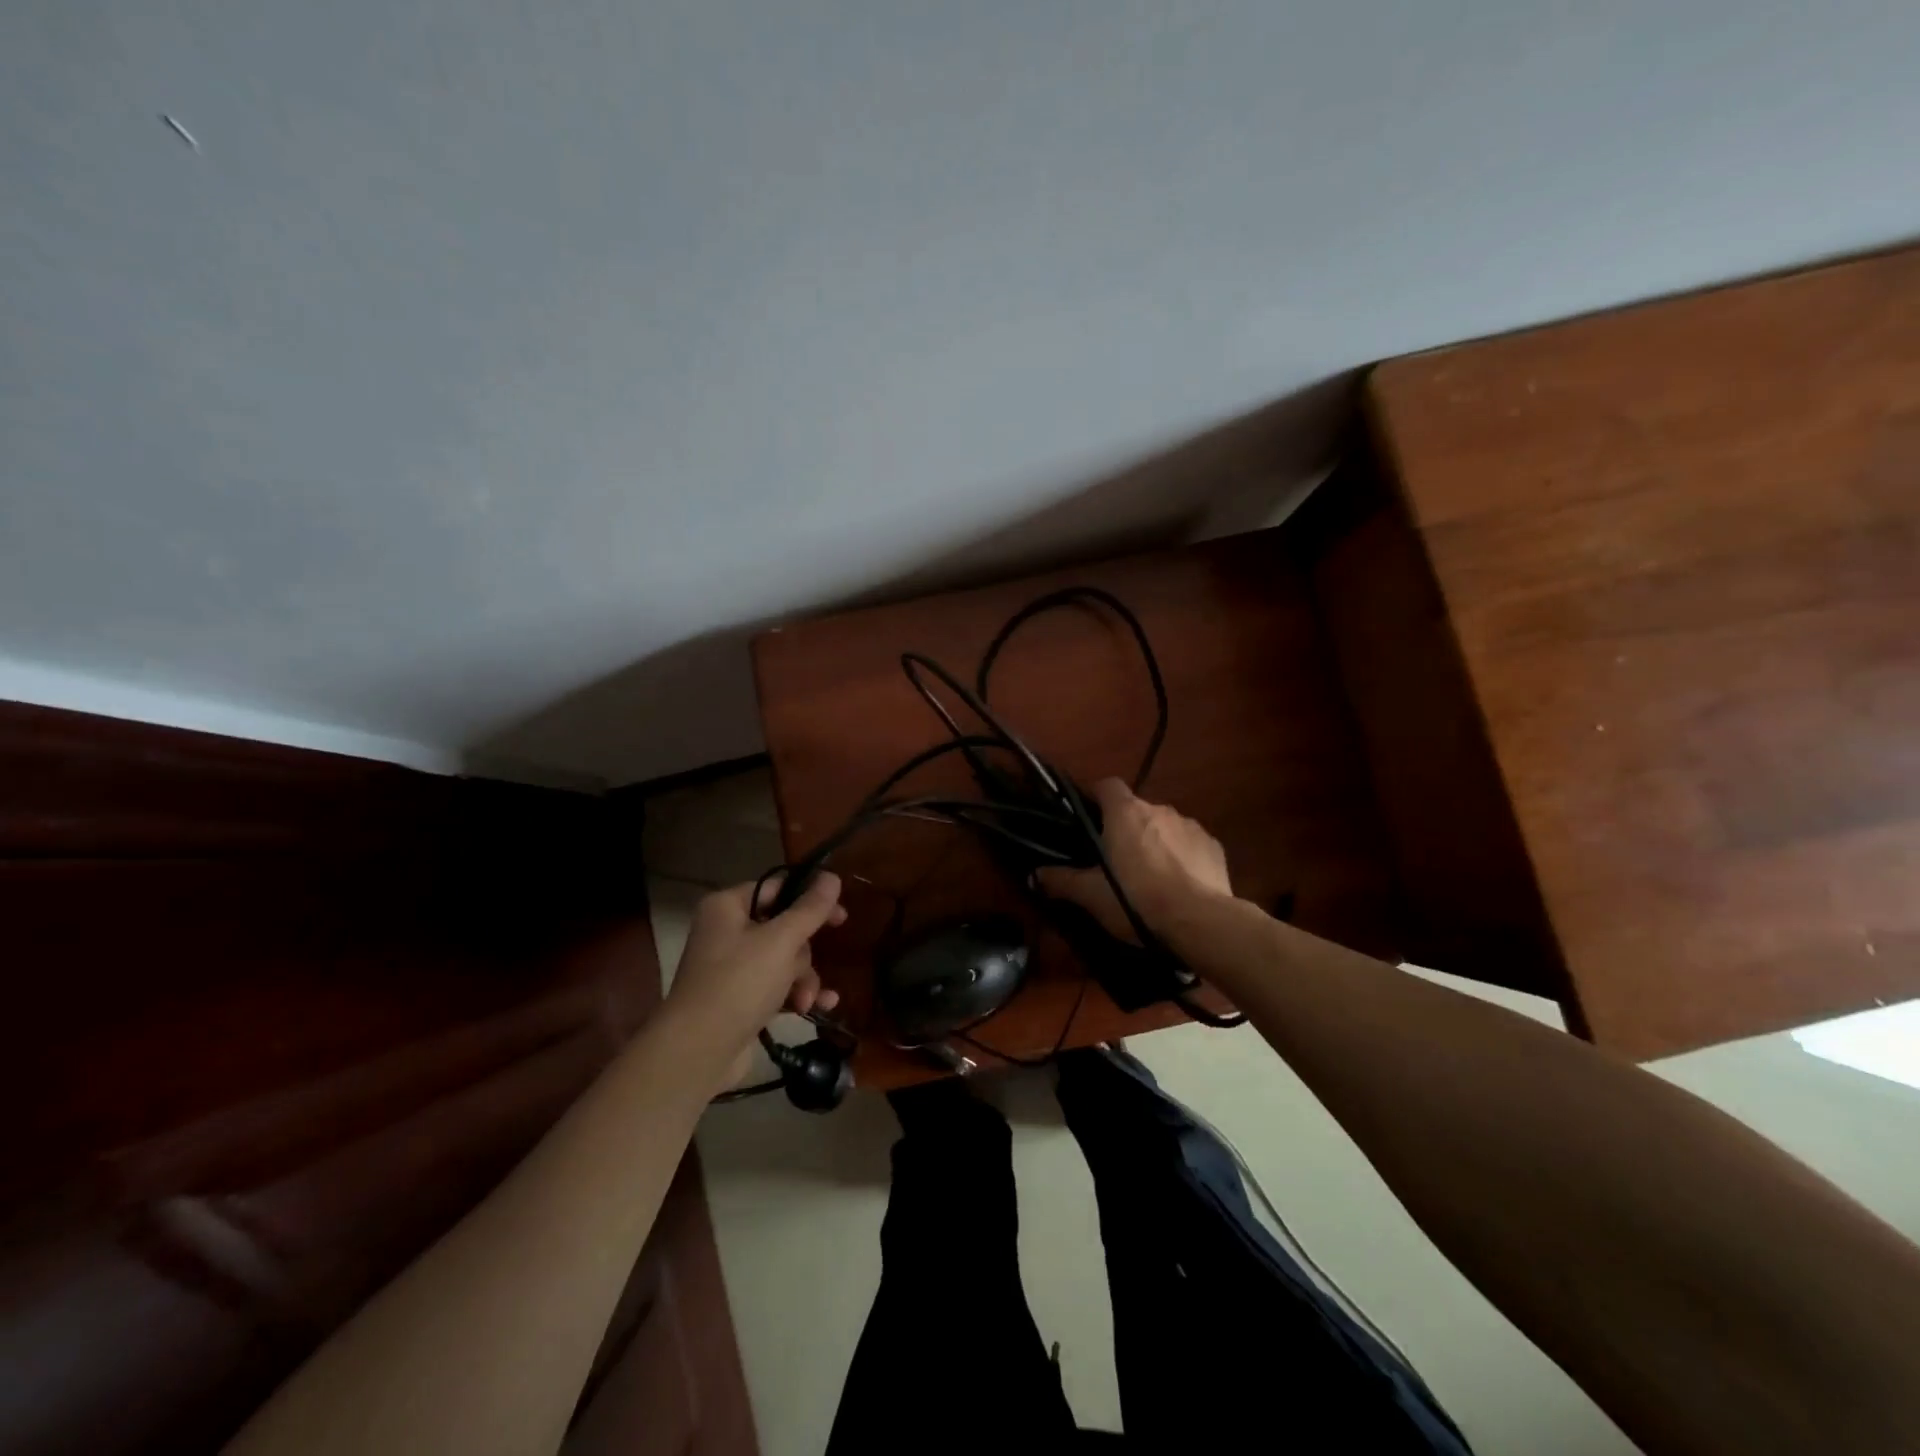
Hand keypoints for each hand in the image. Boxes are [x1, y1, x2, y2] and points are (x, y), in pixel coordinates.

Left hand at [663, 873, 845, 1081]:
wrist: (698, 1052)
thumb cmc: (739, 983)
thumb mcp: (781, 941)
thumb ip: (810, 909)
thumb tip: (832, 876)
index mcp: (728, 906)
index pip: (777, 888)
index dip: (810, 900)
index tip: (841, 916)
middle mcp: (727, 932)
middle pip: (784, 928)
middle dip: (804, 954)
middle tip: (807, 969)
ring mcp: (732, 967)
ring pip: (785, 960)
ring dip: (803, 979)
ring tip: (806, 1001)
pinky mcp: (740, 998)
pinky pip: (778, 986)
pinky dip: (796, 994)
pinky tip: (817, 1008)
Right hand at [1038, 778, 1231, 940]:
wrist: (1201, 922)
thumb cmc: (1137, 900)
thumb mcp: (1091, 895)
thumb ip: (1061, 881)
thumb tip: (1034, 875)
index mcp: (1126, 813)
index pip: (1107, 785)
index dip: (1095, 798)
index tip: (1088, 820)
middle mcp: (1159, 809)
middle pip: (1136, 809)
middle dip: (1126, 828)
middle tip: (1115, 861)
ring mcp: (1191, 826)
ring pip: (1164, 827)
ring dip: (1155, 843)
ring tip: (1150, 877)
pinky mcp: (1214, 847)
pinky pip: (1190, 845)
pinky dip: (1182, 858)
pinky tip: (1179, 885)